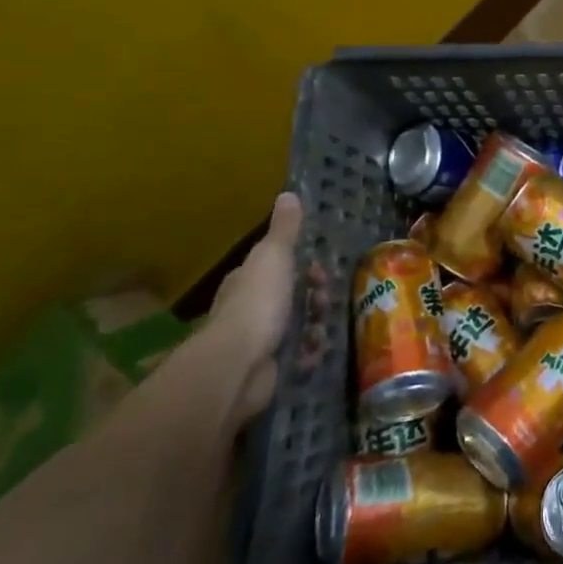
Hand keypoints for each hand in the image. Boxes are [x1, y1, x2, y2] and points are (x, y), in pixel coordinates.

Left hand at [207, 191, 301, 425]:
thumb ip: (285, 229)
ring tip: (320, 332)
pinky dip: (307, 355)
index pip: (278, 267)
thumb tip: (288, 194)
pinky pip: (296, 358)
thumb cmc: (258, 303)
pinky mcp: (267, 370)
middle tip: (324, 302)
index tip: (319, 271)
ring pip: (297, 327)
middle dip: (314, 298)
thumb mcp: (274, 256)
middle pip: (291, 298)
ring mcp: (258, 342)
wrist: (238, 365)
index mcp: (248, 281)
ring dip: (315, 327)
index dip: (303, 267)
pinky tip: (313, 354)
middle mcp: (250, 309)